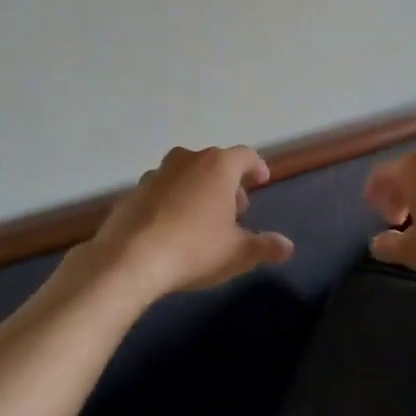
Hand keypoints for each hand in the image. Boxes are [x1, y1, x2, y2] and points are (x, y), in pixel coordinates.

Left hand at [87, 146, 294, 301]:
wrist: (129, 259)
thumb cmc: (194, 249)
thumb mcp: (238, 253)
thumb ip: (265, 246)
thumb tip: (287, 246)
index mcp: (218, 166)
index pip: (245, 156)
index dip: (256, 167)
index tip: (262, 180)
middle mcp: (187, 160)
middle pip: (214, 163)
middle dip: (227, 183)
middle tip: (235, 210)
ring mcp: (156, 174)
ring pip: (185, 174)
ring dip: (197, 189)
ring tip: (202, 218)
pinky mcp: (132, 192)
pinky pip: (161, 191)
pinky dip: (171, 202)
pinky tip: (172, 228)